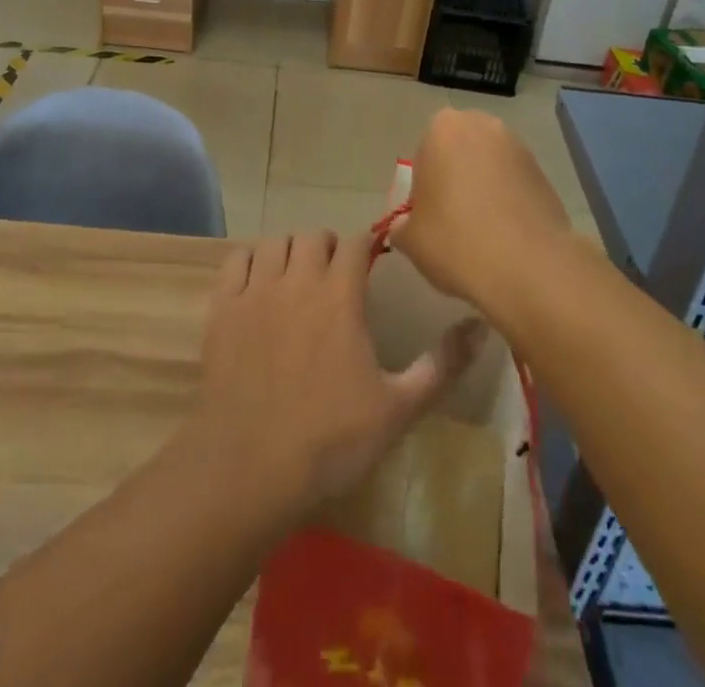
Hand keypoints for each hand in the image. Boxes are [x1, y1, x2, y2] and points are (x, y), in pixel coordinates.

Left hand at [189, 230, 482, 527]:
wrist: (250, 469)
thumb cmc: (331, 441)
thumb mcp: (398, 409)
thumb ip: (442, 365)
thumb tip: (482, 327)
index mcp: (340, 295)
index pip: (356, 242)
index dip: (366, 246)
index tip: (372, 263)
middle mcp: (298, 279)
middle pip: (314, 236)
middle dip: (329, 248)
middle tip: (336, 277)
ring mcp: (256, 290)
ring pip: (275, 243)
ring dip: (291, 253)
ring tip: (298, 279)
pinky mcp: (222, 307)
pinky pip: (236, 260)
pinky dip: (249, 262)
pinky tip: (257, 285)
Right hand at [391, 108, 572, 314]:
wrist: (530, 267)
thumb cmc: (457, 241)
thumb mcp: (410, 239)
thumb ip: (402, 225)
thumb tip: (406, 226)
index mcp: (442, 129)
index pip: (423, 153)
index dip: (424, 186)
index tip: (429, 216)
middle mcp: (482, 125)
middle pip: (459, 151)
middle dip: (455, 178)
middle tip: (453, 220)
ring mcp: (518, 147)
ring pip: (489, 166)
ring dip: (483, 188)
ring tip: (482, 232)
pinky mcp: (545, 172)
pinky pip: (514, 183)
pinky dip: (508, 201)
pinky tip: (506, 236)